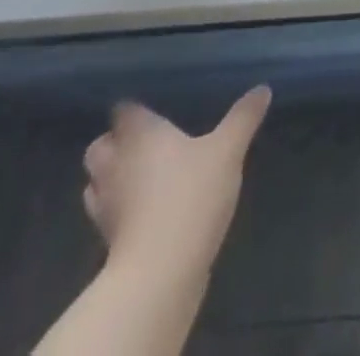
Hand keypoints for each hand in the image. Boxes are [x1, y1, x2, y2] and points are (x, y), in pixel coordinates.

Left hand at [81, 87, 271, 277]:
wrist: (160, 271)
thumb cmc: (191, 194)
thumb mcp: (229, 149)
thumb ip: (243, 118)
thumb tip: (262, 89)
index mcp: (140, 135)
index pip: (124, 111)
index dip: (135, 109)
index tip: (151, 107)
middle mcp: (116, 164)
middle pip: (100, 146)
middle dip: (115, 143)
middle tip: (144, 141)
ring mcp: (106, 205)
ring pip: (97, 182)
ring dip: (112, 176)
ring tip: (142, 174)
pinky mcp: (107, 240)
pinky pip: (107, 213)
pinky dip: (119, 208)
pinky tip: (145, 208)